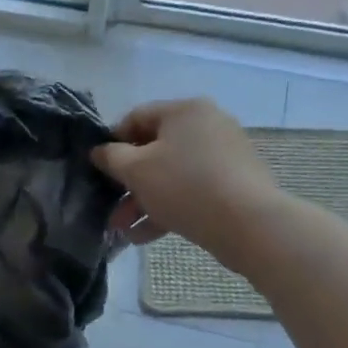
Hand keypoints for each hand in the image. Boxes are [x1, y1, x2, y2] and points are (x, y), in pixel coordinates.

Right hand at [90, 99, 277, 251]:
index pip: (136, 118)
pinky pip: (191, 191)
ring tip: (122, 230)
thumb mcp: (136, 170)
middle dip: (127, 182)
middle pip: (154, 150)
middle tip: (109, 207)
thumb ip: (111, 157)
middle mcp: (207, 125)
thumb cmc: (185, 186)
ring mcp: (224, 155)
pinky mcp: (234, 184)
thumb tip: (100, 150)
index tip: (97, 169)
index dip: (111, 142)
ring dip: (143, 201)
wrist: (249, 224)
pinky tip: (144, 236)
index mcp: (184, 111)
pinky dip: (168, 208)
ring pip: (171, 174)